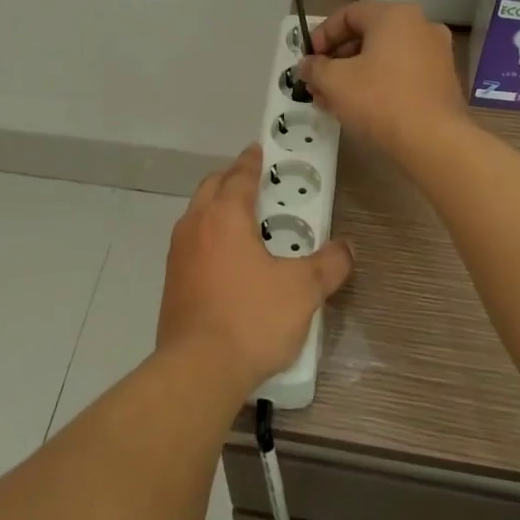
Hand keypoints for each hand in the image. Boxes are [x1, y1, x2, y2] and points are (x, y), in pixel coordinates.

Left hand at [157, 145, 352, 397]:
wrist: (198, 369)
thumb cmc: (252, 318)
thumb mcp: (303, 290)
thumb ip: (329, 264)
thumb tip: (348, 248)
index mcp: (224, 217)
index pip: (239, 176)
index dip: (252, 162)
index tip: (260, 150)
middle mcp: (195, 227)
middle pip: (211, 188)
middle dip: (232, 180)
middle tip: (257, 185)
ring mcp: (178, 255)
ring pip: (197, 216)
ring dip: (218, 209)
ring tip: (246, 224)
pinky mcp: (172, 282)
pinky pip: (192, 245)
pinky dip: (209, 238)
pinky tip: (229, 262)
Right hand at [297, 1, 467, 156]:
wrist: (434, 142)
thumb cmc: (379, 101)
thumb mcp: (334, 82)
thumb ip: (314, 68)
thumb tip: (306, 65)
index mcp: (395, 16)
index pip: (348, 14)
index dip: (322, 35)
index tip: (308, 60)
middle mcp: (420, 27)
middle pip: (367, 36)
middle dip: (336, 60)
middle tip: (317, 83)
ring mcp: (436, 54)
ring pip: (383, 58)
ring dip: (353, 75)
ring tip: (332, 101)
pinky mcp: (442, 81)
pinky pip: (401, 74)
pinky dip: (377, 85)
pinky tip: (359, 108)